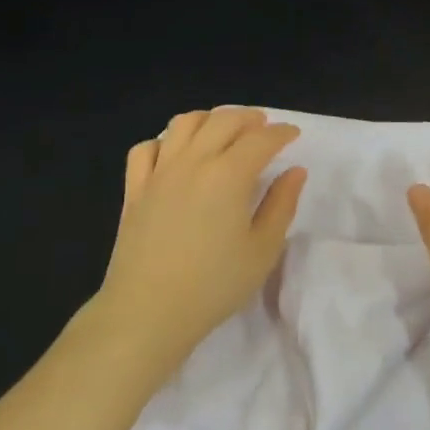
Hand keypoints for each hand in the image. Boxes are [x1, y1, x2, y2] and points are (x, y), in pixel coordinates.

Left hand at [86, 108, 306, 379]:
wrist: (148, 311)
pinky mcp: (135, 189)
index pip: (261, 139)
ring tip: (222, 130)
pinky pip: (146, 148)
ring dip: (208, 119)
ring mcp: (159, 172)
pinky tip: (174, 153)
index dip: (281, 132)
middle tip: (263, 127)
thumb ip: (281, 205)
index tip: (293, 134)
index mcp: (229, 174)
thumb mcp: (262, 250)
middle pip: (223, 121)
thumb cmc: (214, 285)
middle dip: (248, 118)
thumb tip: (294, 172)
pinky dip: (164, 141)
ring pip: (183, 124)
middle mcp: (193, 161)